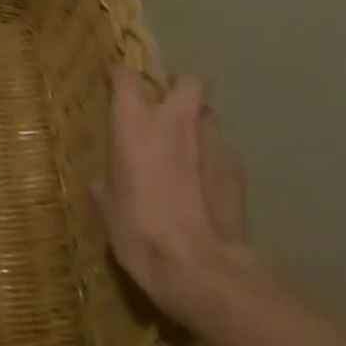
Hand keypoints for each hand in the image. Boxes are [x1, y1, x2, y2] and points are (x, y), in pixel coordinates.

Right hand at [92, 68, 255, 330]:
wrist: (199, 271)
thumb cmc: (139, 232)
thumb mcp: (107, 206)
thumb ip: (108, 179)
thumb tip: (110, 178)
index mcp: (134, 124)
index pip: (126, 76)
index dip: (119, 74)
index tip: (113, 82)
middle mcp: (174, 123)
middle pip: (188, 80)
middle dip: (178, 85)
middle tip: (165, 104)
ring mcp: (212, 145)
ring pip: (207, 116)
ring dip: (195, 125)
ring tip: (184, 152)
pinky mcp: (237, 172)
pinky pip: (220, 153)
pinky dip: (210, 161)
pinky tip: (203, 189)